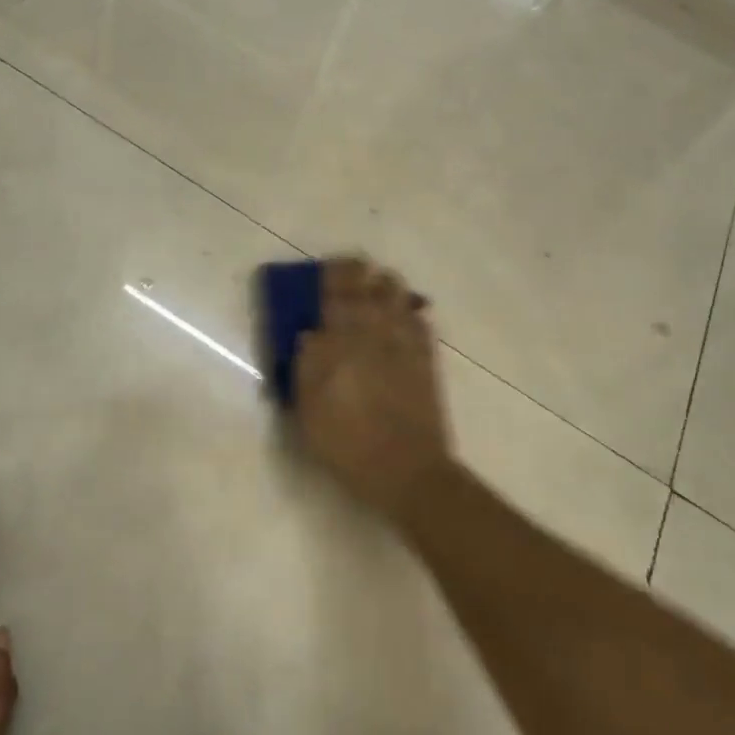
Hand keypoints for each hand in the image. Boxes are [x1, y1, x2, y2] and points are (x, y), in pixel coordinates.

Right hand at [294, 257, 455, 524]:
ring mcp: (407, 345)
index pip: (339, 292)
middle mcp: (377, 332)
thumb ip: (307, 365)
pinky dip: (410, 311)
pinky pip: (420, 322)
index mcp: (344, 341)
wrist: (406, 470)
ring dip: (387, 287)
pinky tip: (405, 315)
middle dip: (362, 273)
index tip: (328, 264)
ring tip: (377, 287)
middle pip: (373, 287)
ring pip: (400, 298)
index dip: (334, 273)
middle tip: (353, 270)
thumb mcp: (308, 409)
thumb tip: (311, 334)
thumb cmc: (347, 442)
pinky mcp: (427, 360)